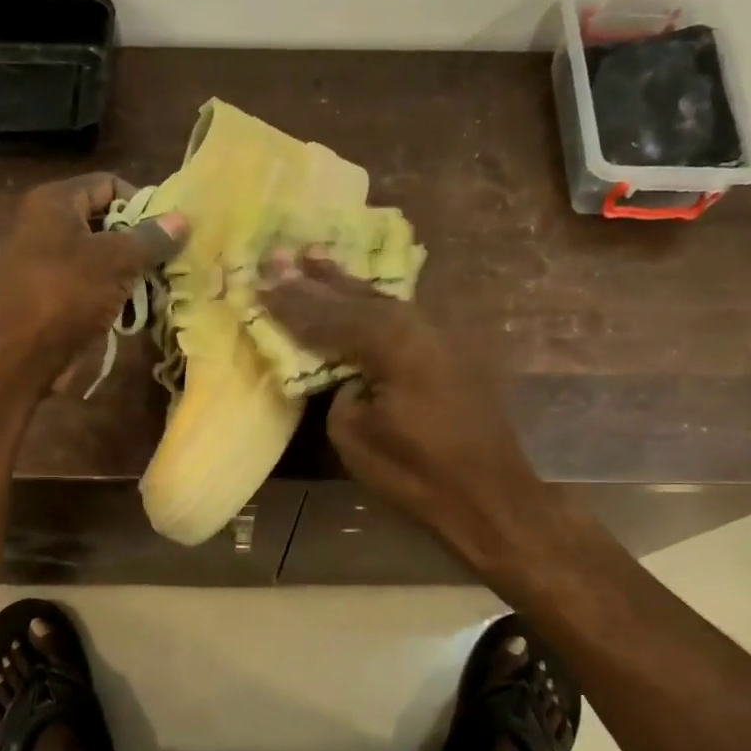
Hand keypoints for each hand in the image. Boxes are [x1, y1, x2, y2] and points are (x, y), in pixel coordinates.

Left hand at [0, 174, 186, 389]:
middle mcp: (45, 225)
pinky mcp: (50, 297)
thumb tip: (182, 219)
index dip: (141, 203)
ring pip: (100, 258)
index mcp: (54, 203)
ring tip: (157, 291)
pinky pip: (90, 286)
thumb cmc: (65, 296)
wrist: (17, 358)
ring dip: (130, 274)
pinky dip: (113, 296)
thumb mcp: (115, 261)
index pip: (109, 184)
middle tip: (168, 264)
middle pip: (106, 221)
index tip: (167, 233)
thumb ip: (150, 239)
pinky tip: (135, 314)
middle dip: (139, 243)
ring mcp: (46, 263)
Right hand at [259, 253, 552, 573]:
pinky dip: (374, 304)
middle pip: (357, 297)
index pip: (329, 318)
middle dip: (316, 280)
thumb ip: (341, 391)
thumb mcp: (355, 437)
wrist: (491, 495)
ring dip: (347, 284)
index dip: (292, 304)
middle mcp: (418, 324)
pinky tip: (363, 294)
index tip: (260, 282)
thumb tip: (349, 374)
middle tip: (281, 256)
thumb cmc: (417, 473)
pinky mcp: (454, 350)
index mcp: (391, 342)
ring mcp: (441, 334)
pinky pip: (402, 316)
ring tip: (316, 258)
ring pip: (384, 300)